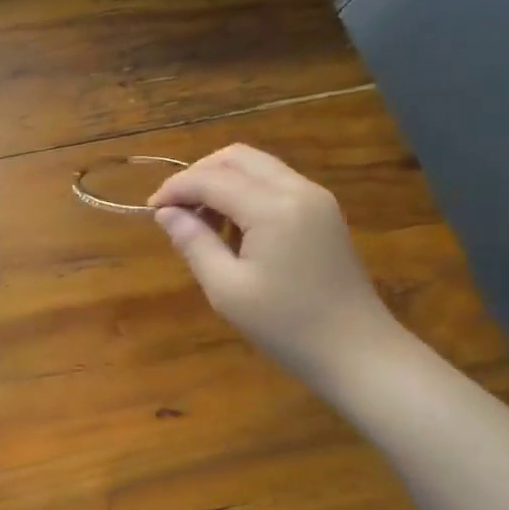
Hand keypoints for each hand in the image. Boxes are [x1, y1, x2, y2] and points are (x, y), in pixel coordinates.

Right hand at [149, 145, 398, 380]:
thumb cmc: (286, 326)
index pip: (212, 179)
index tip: (151, 209)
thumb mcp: (227, 289)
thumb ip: (194, 243)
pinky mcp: (322, 213)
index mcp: (273, 208)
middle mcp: (297, 190)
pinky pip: (275, 184)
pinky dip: (245, 193)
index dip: (176, 188)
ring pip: (257, 167)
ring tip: (201, 221)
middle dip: (199, 174)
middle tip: (175, 208)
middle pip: (237, 158)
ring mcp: (316, 199)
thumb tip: (166, 213)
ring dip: (222, 182)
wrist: (357, 351)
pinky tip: (232, 228)